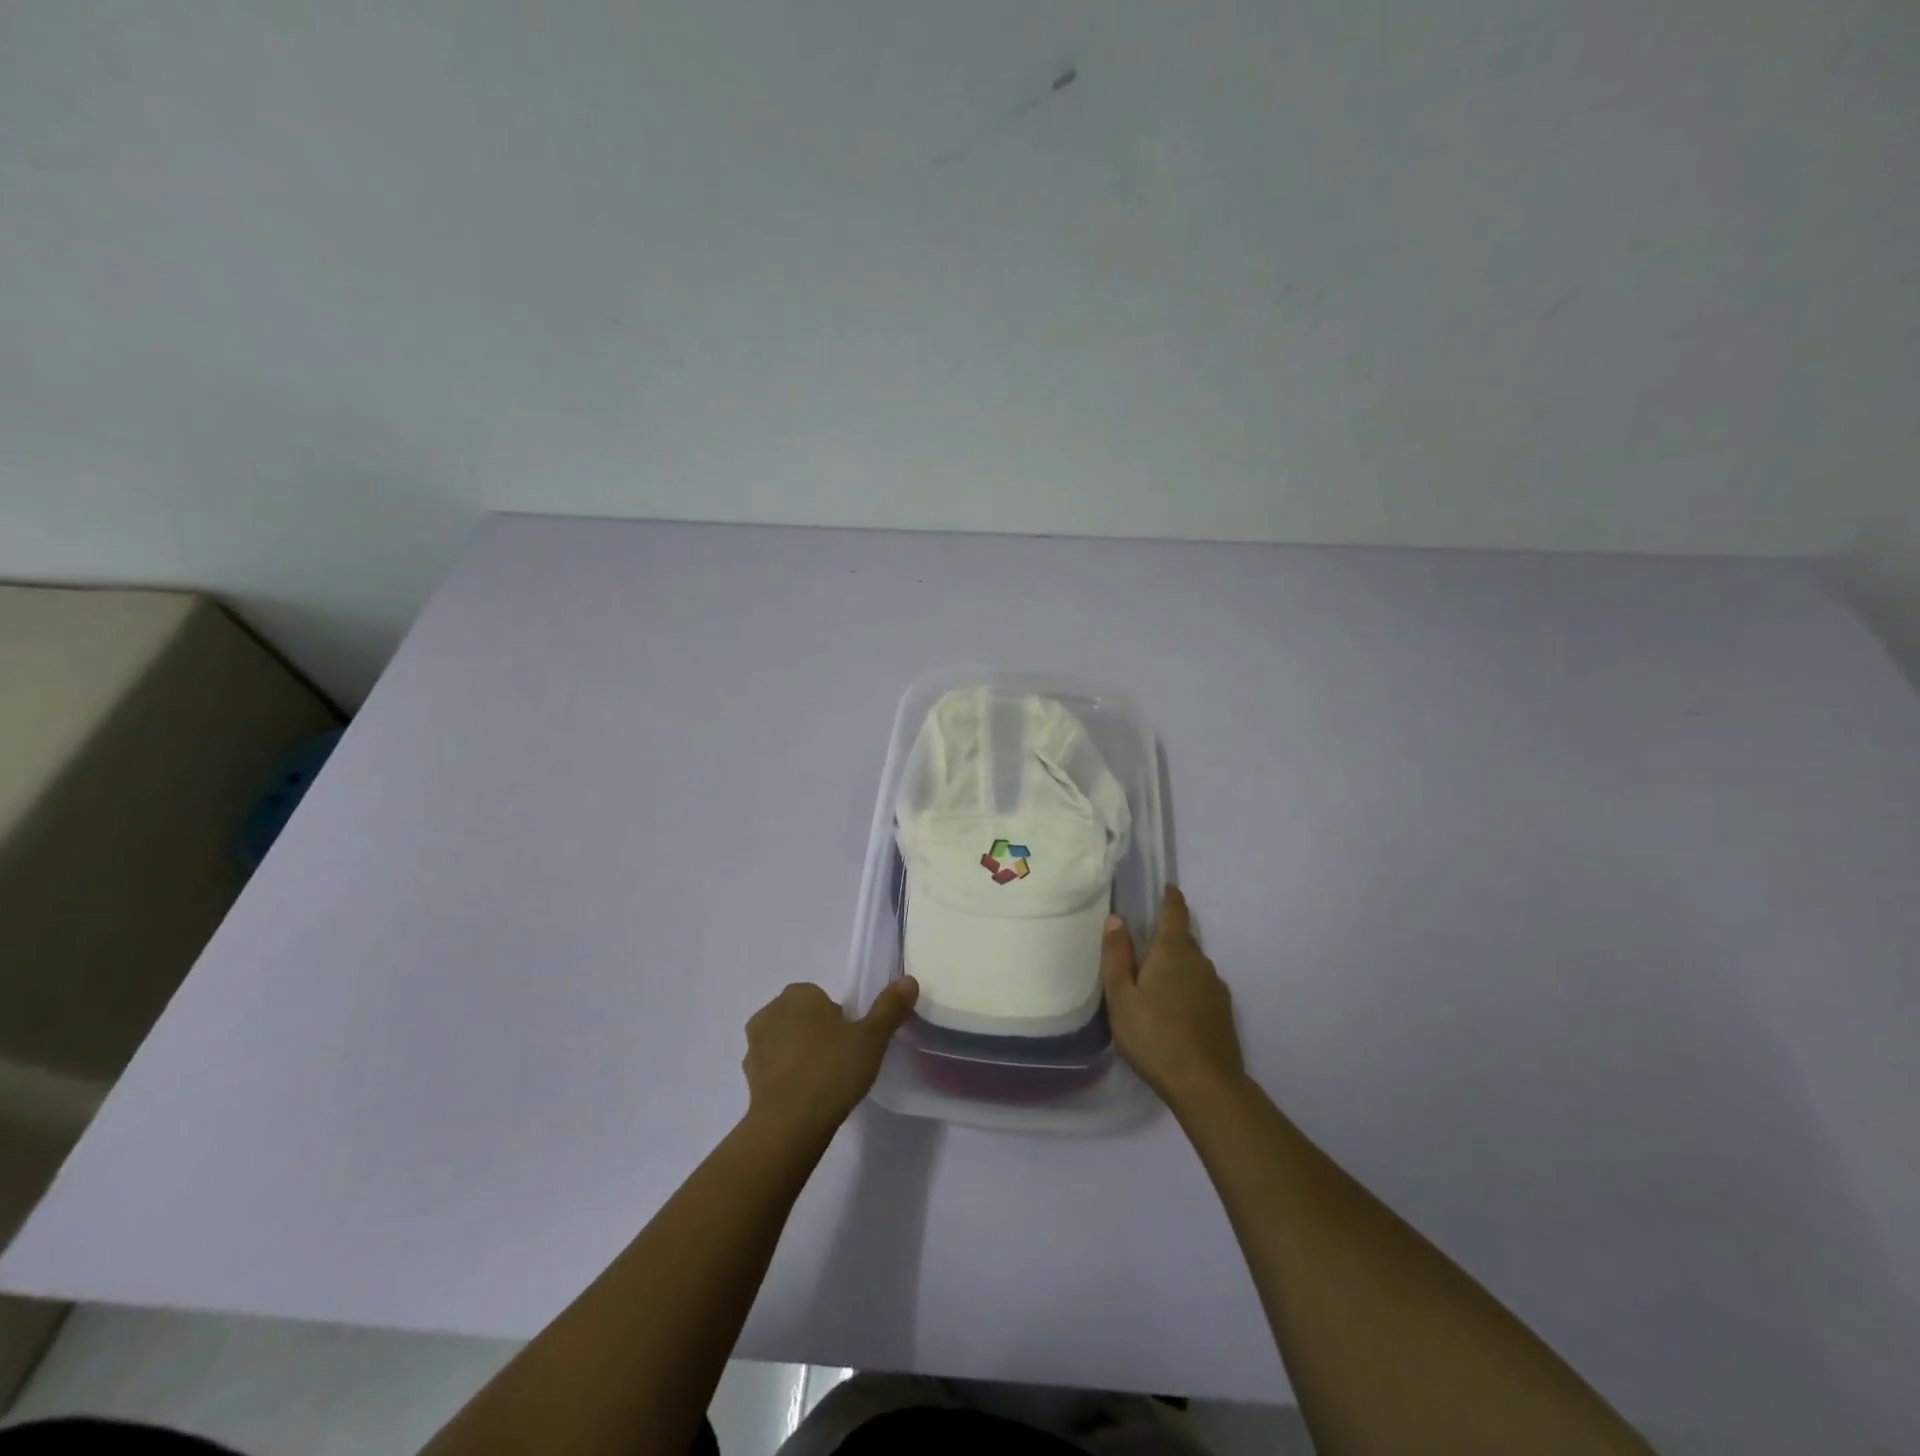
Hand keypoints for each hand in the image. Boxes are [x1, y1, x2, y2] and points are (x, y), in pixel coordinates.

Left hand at [742, 977, 917, 1140]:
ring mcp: (754, 1046)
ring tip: (824, 1082)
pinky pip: (773, 1069)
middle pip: (801, 1017)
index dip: (838, 1018)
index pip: (821, 998)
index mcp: (798, 995)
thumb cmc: (832, 1069)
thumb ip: (890, 1007)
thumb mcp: (872, 1037)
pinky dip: (786, 1078)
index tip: (852, 1041)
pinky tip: (806, 1098)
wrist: (790, 1124)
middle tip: (841, 1060)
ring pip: (784, 1042)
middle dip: (817, 1033)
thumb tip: (909, 980)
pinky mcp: (748, 1078)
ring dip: (799, 1055)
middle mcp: (770, 1012)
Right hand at [1102, 886, 1244, 1111]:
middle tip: (1141, 950)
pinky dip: (1186, 989)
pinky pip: (1201, 987)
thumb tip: (1116, 919)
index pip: (1175, 912)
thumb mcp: (1121, 997)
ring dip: (1175, 967)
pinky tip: (1174, 1011)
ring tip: (1154, 985)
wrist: (1206, 1085)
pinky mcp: (1224, 1012)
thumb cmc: (1154, 1036)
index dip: (1170, 897)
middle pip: (1182, 940)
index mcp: (1173, 951)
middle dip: (1165, 939)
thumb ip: (1117, 956)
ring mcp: (1216, 987)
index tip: (1166, 887)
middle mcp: (1200, 961)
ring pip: (1192, 966)